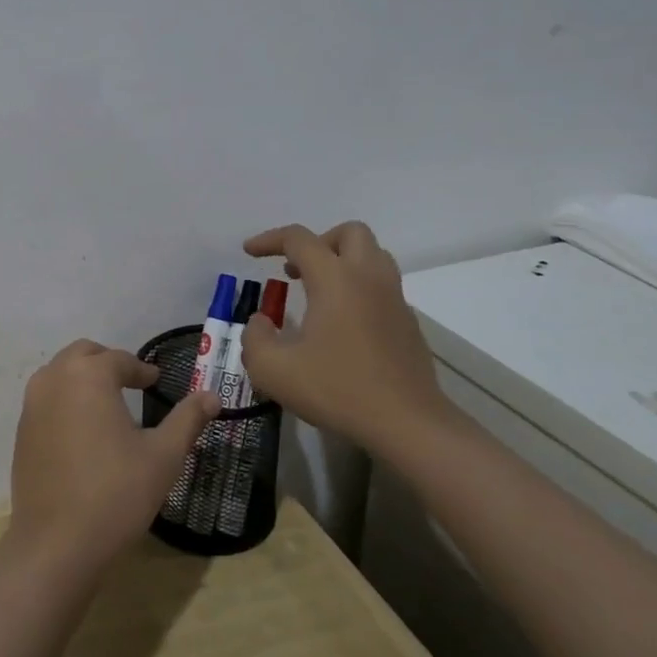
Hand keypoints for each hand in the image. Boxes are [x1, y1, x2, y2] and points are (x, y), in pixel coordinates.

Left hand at [8, 339, 219, 576]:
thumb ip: (188, 419)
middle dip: (108, 362)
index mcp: (88, 376)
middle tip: (131, 382)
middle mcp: (54, 380)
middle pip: (83, 355)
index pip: (119, 359)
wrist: (56, 543)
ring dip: (82, 378)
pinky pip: (45, 400)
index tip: (156, 381)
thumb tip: (212, 395)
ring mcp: (32, 406)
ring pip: (59, 374)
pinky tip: (83, 431)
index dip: (141, 369)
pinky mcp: (21, 432)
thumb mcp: (163, 456)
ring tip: (108, 403)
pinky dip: (65, 400)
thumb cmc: (116, 494)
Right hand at [239, 222, 454, 453]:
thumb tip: (260, 322)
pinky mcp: (408, 323)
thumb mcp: (273, 370)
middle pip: (349, 232)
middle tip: (295, 269)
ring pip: (372, 256)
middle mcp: (368, 278)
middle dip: (318, 242)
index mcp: (335, 279)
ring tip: (317, 292)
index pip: (299, 238)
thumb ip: (255, 339)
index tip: (248, 252)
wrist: (407, 423)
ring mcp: (394, 299)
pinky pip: (382, 287)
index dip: (269, 239)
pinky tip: (341, 325)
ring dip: (342, 262)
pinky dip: (358, 290)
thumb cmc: (337, 389)